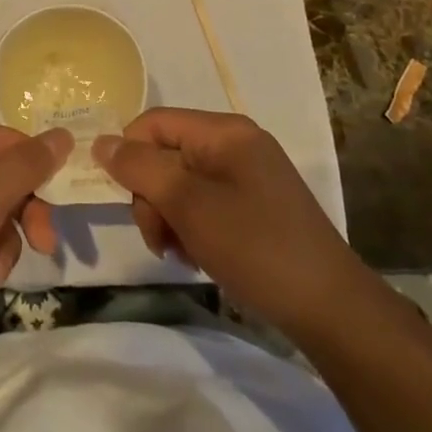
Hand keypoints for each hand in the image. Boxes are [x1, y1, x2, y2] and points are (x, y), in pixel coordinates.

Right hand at [94, 107, 357, 337]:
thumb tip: (102, 143)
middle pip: (167, 154)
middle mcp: (236, 143)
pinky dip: (194, 228)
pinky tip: (201, 257)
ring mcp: (249, 175)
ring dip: (171, 218)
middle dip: (153, 196)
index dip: (130, 156)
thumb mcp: (189, 205)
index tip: (128, 202)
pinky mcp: (256, 205)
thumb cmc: (255, 247)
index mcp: (224, 131)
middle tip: (161, 239)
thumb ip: (141, 169)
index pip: (153, 123)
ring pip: (182, 184)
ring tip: (183, 254)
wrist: (329, 307)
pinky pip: (206, 203)